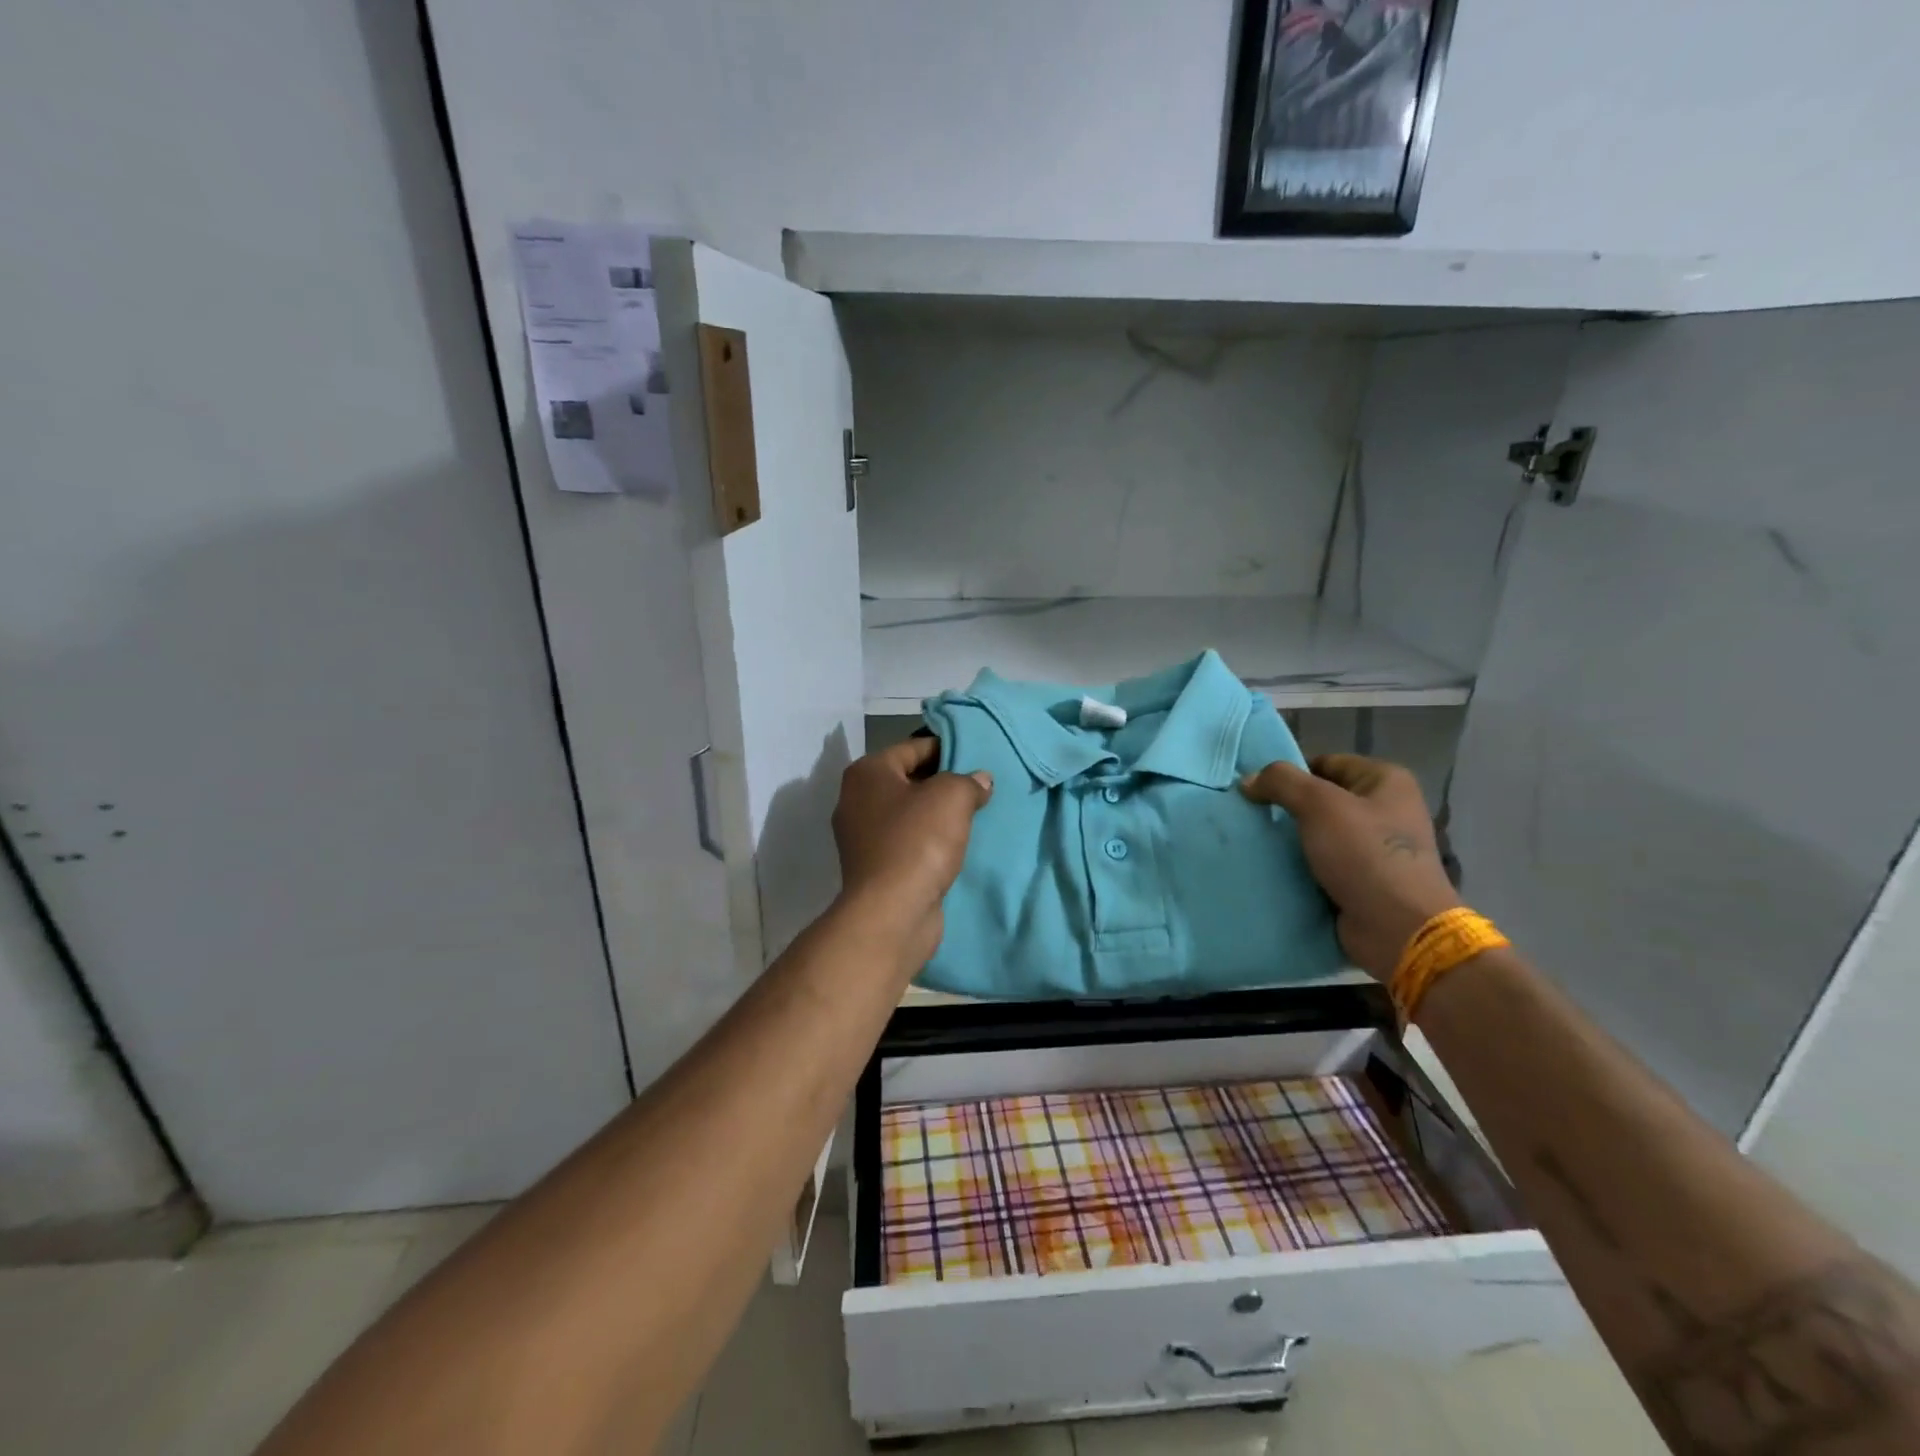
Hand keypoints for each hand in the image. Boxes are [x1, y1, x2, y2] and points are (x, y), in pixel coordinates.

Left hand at [832, 737, 991, 964]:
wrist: (892, 912)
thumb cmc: (918, 841)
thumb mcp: (952, 796)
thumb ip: (968, 781)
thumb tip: (979, 781)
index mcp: (867, 773)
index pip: (912, 747)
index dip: (947, 749)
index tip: (977, 759)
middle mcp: (856, 800)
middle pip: (908, 780)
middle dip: (943, 783)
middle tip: (979, 788)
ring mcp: (861, 837)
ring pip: (908, 813)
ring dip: (937, 815)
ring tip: (972, 817)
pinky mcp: (873, 867)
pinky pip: (907, 842)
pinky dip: (929, 842)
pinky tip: (954, 847)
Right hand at [1241, 753, 1459, 981]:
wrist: (1398, 929)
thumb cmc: (1364, 855)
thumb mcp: (1319, 805)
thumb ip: (1281, 782)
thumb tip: (1249, 779)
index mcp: (1386, 781)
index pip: (1326, 763)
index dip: (1290, 774)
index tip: (1256, 790)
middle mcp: (1386, 809)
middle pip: (1322, 799)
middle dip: (1287, 808)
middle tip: (1251, 816)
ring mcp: (1376, 847)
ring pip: (1319, 833)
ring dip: (1291, 840)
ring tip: (1256, 842)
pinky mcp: (1365, 880)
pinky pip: (1323, 863)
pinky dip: (1300, 866)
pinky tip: (1273, 868)